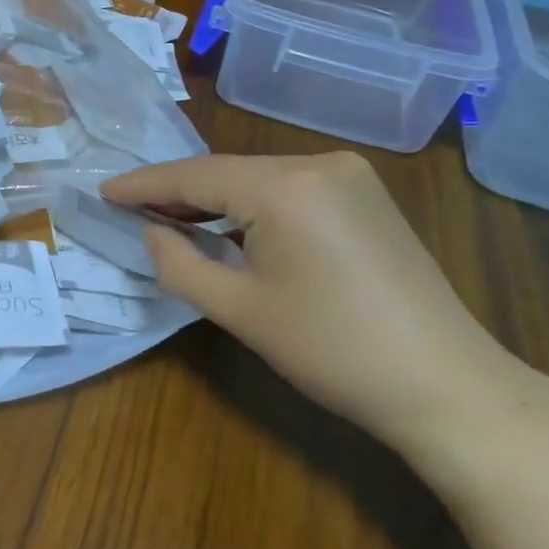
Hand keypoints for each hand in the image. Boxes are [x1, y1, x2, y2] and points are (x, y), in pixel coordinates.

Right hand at [101, 153, 519, 449]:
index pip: (194, 176)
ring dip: (214, 200)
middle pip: (226, 172)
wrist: (445, 385)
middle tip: (129, 210)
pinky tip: (230, 228)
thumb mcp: (240, 311)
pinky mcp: (366, 197)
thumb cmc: (332, 351)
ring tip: (169, 221)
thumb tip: (152, 232)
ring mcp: (349, 176)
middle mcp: (318, 163)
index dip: (144, 185)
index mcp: (285, 186)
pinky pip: (289, 190)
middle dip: (177, 193)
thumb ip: (179, 264)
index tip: (102, 191)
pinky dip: (251, 206)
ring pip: (258, 179)